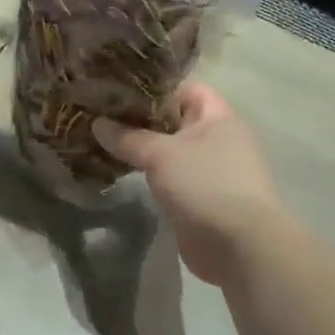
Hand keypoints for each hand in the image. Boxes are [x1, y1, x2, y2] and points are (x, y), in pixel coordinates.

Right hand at [93, 84, 283, 286]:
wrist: (238, 247)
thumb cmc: (204, 185)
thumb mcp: (161, 154)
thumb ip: (128, 137)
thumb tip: (96, 123)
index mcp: (218, 117)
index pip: (184, 89)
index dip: (153, 87)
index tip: (118, 90)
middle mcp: (217, 139)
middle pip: (174, 119)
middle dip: (140, 119)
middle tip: (101, 114)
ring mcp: (210, 170)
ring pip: (169, 150)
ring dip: (142, 148)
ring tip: (102, 140)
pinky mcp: (200, 197)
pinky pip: (169, 176)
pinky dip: (148, 173)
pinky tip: (119, 170)